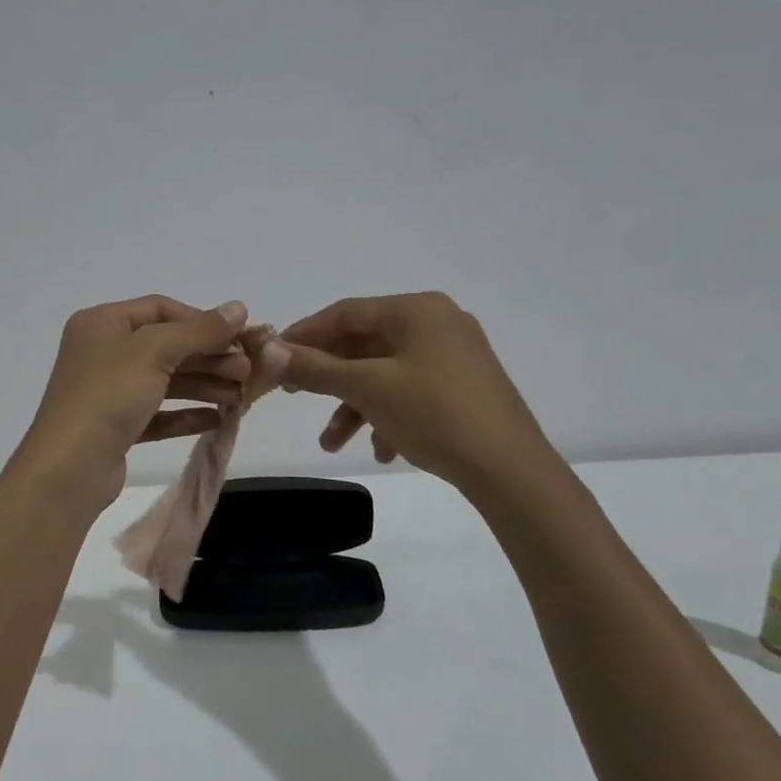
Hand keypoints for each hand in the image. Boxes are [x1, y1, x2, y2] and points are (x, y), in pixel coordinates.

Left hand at [18, 296, 251, 510]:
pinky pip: (158, 413)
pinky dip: (186, 414)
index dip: (201, 320)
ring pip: (165, 381)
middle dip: (208, 357)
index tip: (237, 338)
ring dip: (204, 385)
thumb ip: (200, 330)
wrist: (69, 468)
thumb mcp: (155, 352)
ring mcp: (108, 391)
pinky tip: (217, 419)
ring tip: (240, 397)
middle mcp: (103, 352)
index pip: (160, 309)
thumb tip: (239, 307)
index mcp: (102, 323)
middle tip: (246, 372)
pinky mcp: (116, 427)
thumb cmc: (108, 395)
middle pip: (166, 346)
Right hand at [263, 293, 559, 501]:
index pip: (346, 313)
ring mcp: (454, 356)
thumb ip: (315, 368)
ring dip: (354, 406)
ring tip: (333, 445)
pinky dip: (387, 416)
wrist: (510, 470)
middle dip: (329, 378)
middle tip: (295, 395)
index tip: (274, 357)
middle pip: (365, 344)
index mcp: (417, 310)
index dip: (305, 334)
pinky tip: (383, 450)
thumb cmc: (434, 414)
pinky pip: (411, 392)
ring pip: (385, 374)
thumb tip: (270, 353)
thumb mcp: (367, 388)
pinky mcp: (464, 388)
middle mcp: (437, 324)